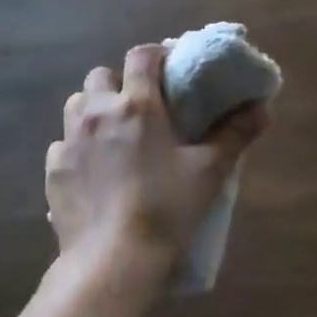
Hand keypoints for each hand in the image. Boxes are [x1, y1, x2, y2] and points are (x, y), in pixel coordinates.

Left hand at [46, 44, 266, 274]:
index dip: (156, 55)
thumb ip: (236, 134)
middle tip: (140, 106)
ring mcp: (70, 140)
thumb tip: (264, 107)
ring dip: (94, 109)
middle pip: (101, 76)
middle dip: (119, 83)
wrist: (113, 260)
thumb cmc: (167, 208)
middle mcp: (97, 112)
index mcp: (137, 104)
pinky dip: (77, 147)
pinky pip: (63, 144)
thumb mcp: (210, 170)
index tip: (169, 70)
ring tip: (113, 133)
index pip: (141, 56)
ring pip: (76, 104)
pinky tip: (93, 170)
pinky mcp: (53, 170)